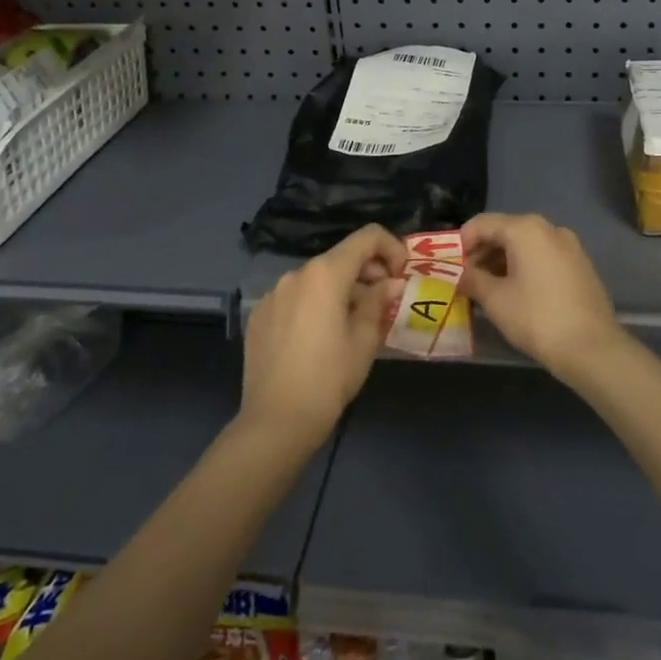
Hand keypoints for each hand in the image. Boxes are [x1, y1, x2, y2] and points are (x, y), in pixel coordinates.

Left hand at [240, 225, 407, 451]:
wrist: (275, 422)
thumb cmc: (329, 379)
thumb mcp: (365, 340)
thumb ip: (379, 302)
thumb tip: (391, 283)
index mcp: (326, 274)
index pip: (367, 237)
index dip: (391, 247)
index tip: (401, 274)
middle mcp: (296, 274)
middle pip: (340, 258)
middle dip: (367, 272)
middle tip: (382, 302)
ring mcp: (273, 294)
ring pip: (316, 279)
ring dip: (340, 290)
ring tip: (351, 324)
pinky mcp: (259, 315)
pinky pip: (295, 298)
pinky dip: (314, 305)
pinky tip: (318, 338)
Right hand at [459, 213, 623, 382]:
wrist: (592, 347)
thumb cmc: (537, 318)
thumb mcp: (495, 300)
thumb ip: (472, 279)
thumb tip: (459, 274)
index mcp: (526, 229)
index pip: (483, 223)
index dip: (461, 242)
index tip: (449, 266)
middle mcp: (549, 228)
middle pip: (505, 231)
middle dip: (481, 253)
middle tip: (465, 280)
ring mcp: (569, 245)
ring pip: (525, 245)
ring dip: (502, 262)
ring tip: (486, 289)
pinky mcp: (580, 264)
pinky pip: (543, 257)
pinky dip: (524, 267)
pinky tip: (515, 293)